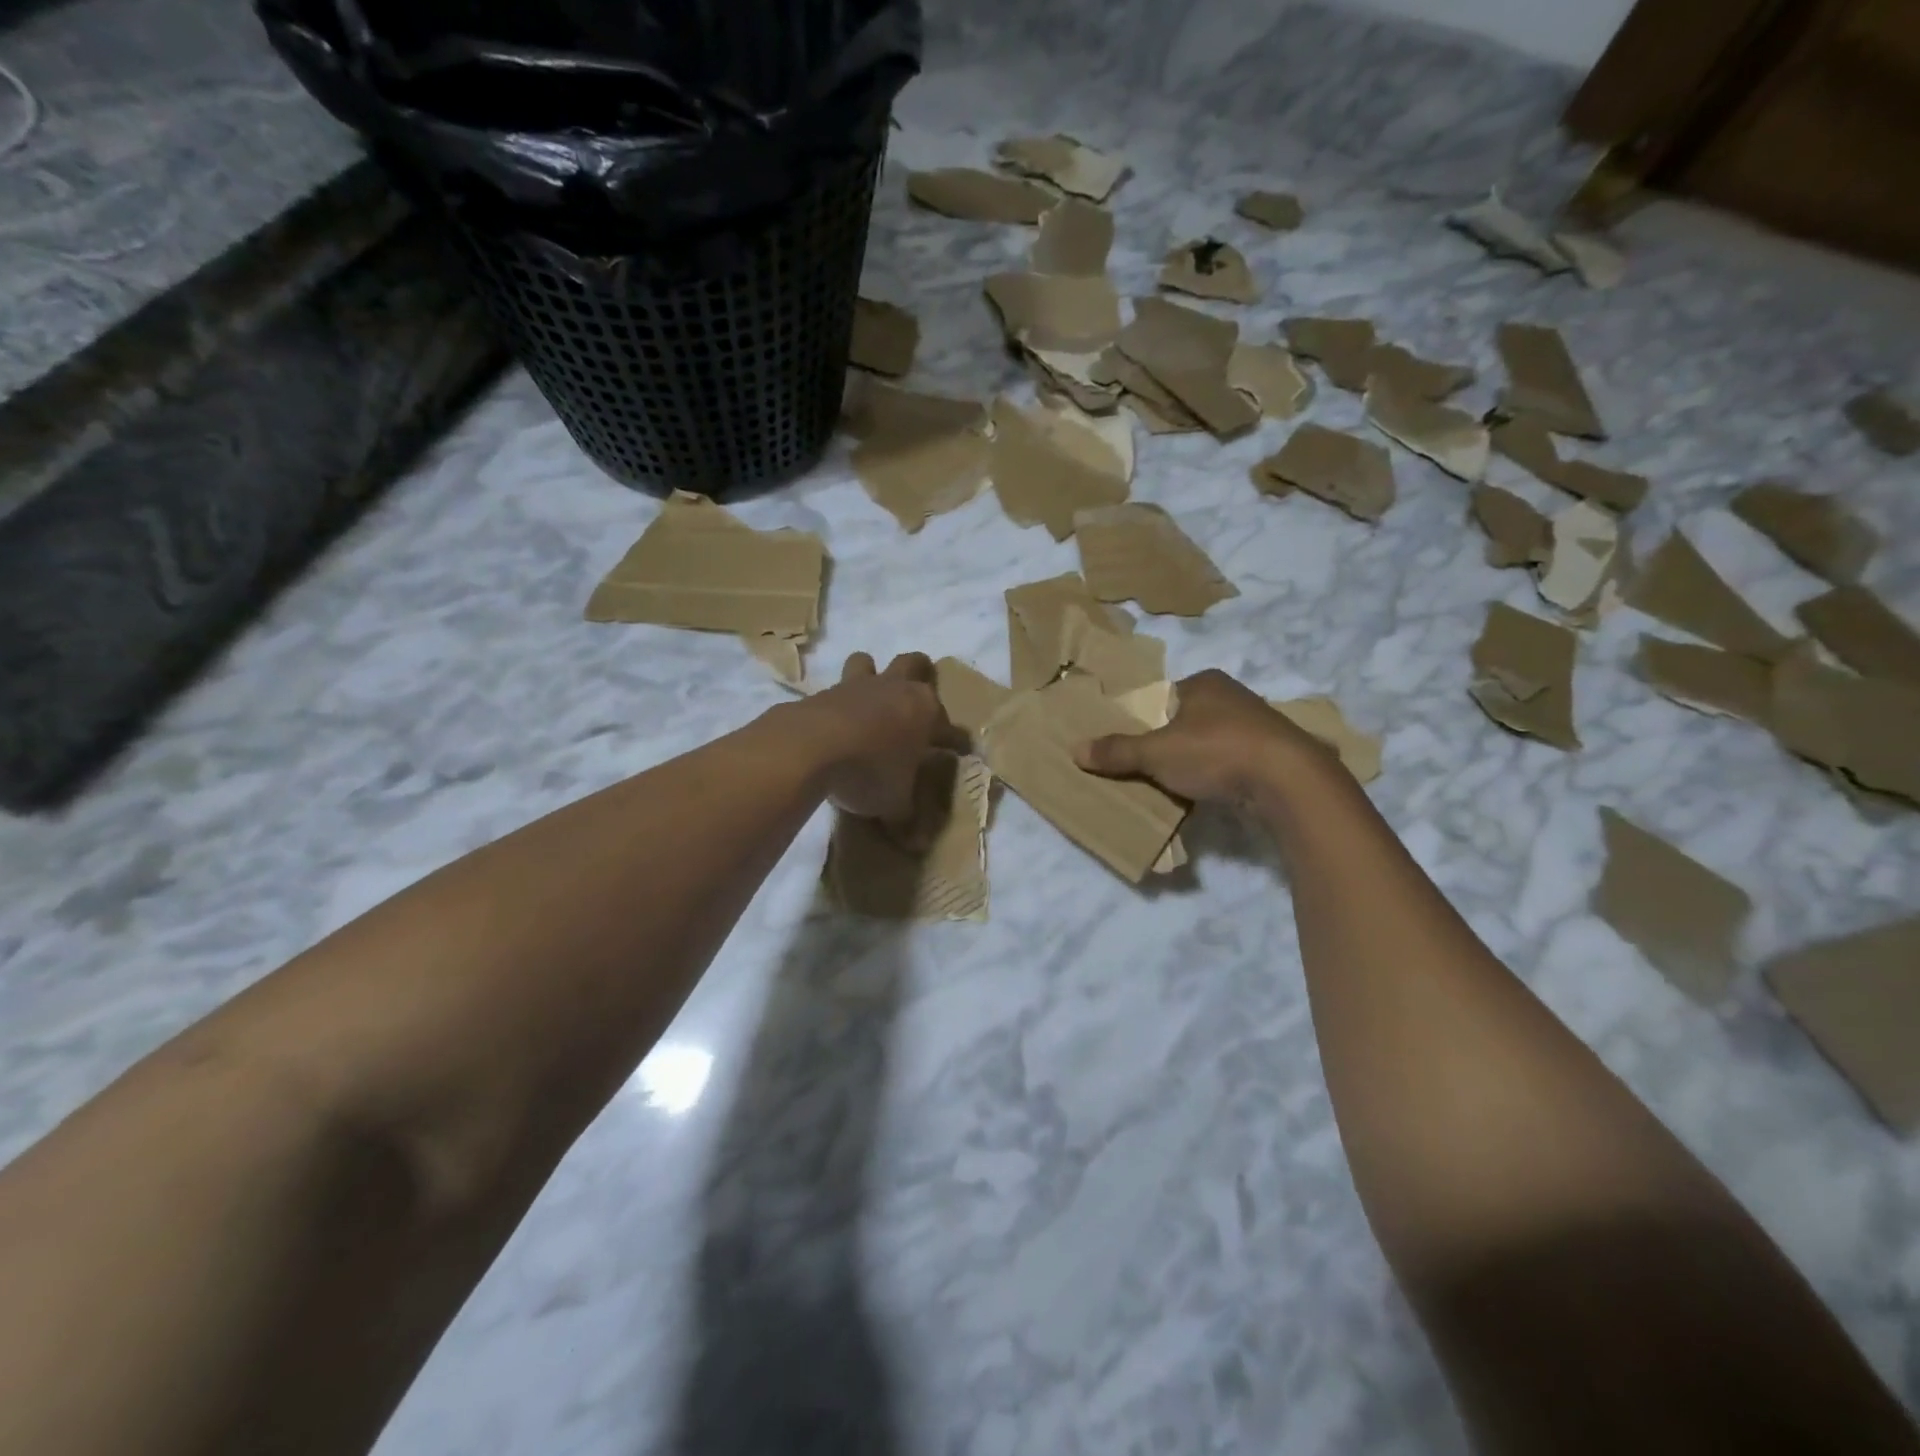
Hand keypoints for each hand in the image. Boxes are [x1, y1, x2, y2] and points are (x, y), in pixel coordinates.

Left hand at [789, 652, 967, 836]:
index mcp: (926, 713)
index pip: (953, 729)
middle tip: (919, 697)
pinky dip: (838, 702)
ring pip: (868, 662)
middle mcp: (896, 690)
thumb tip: (917, 844)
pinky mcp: (823, 692)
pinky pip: (834, 689)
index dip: (957, 743)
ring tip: (869, 697)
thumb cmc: (870, 772)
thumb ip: (906, 819)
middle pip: (916, 664)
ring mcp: (858, 686)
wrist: (811, 747)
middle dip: (921, 674)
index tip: (958, 753)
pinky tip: (834, 721)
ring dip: (871, 673)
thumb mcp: (894, 804)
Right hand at [1074, 668, 1338, 804]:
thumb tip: (1076, 749)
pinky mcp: (1276, 753)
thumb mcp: (1156, 753)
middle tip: (1149, 768)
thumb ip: (1118, 751)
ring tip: (1178, 785)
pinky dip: (1221, 775)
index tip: (1134, 746)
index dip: (1146, 720)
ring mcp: (1259, 724)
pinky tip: (1211, 793)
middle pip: (1187, 719)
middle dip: (1170, 742)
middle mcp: (1234, 695)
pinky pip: (1235, 762)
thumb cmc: (1216, 751)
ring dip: (1197, 761)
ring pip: (1213, 741)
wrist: (1288, 780)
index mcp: (1205, 682)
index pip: (1164, 696)